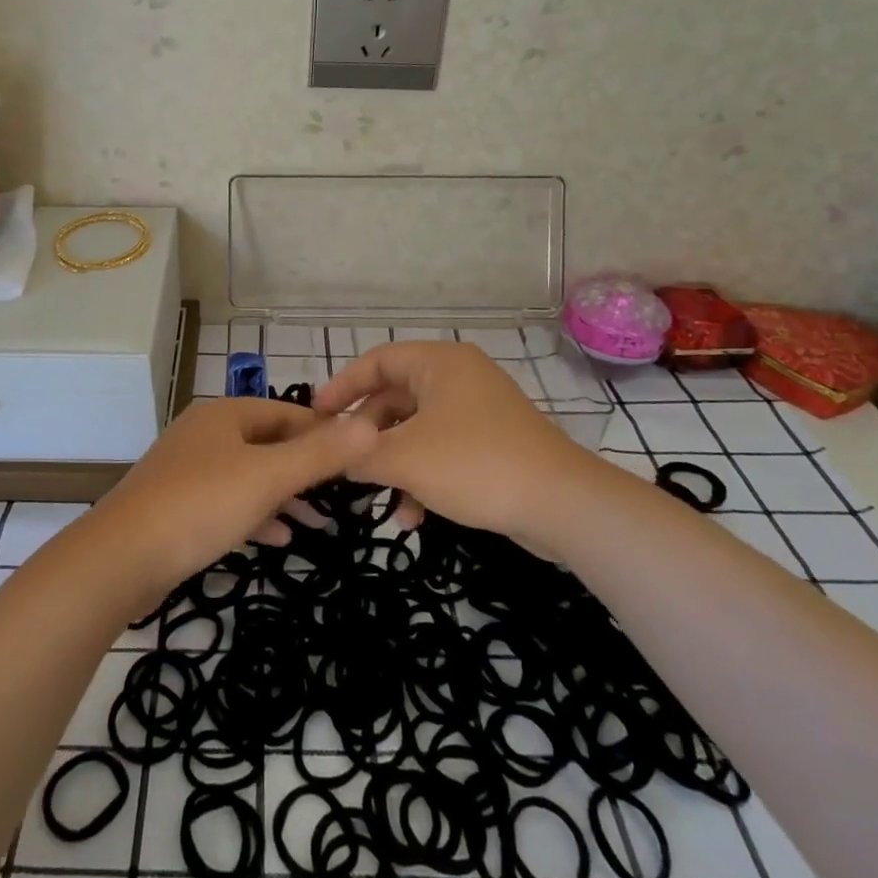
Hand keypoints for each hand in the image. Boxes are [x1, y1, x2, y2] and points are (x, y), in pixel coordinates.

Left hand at [88, 398, 377, 598]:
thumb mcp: (268, 477)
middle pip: (268, 443)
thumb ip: (320, 454)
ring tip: (320, 524)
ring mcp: (188, 470)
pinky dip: (256, 515)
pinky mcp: (177, 505)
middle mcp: (205, 434)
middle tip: (342, 495)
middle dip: (306, 469)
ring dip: (284, 497)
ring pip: (249, 475)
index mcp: (225, 415)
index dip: (325, 433)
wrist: (120, 558)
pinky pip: (228, 502)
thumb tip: (370, 425)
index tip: (358, 460)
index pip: (288, 413)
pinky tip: (278, 539)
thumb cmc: (200, 506)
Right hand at [312, 341, 600, 544]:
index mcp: (439, 363)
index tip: (316, 417)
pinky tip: (412, 516)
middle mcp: (459, 377)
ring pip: (417, 429)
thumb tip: (335, 455)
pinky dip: (422, 475)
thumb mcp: (405, 460)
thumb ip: (360, 454)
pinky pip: (443, 448)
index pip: (376, 361)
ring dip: (394, 463)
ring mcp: (479, 409)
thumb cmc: (474, 465)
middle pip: (395, 398)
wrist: (561, 504)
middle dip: (368, 435)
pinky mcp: (493, 441)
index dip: (342, 387)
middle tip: (344, 462)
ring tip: (377, 498)